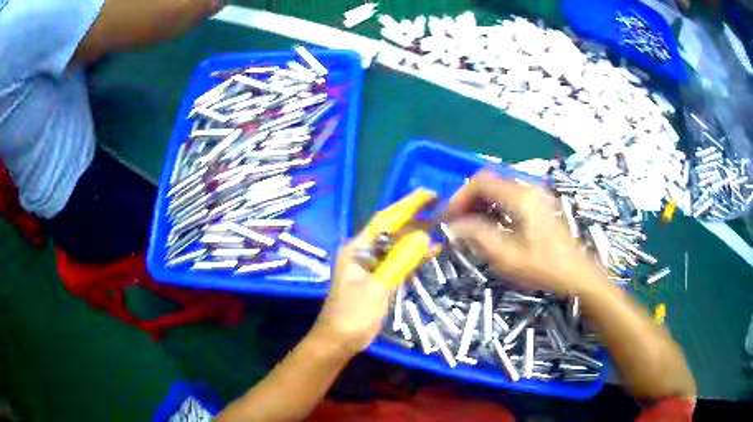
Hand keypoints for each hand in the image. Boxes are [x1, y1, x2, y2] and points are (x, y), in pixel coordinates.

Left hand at [313, 188, 433, 353]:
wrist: (338, 341)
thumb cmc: (353, 314)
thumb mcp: (377, 287)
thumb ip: (400, 261)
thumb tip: (424, 236)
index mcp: (357, 248)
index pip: (385, 220)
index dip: (408, 205)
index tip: (429, 194)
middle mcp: (362, 252)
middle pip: (391, 230)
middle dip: (415, 219)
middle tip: (442, 210)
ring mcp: (369, 266)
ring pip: (396, 245)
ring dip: (417, 238)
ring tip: (441, 228)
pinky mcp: (376, 280)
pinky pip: (397, 262)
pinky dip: (413, 257)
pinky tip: (430, 253)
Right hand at [443, 170, 603, 295]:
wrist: (576, 274)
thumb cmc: (543, 267)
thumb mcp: (507, 257)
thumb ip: (478, 236)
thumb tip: (455, 225)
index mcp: (521, 197)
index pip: (481, 182)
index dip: (460, 196)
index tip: (448, 217)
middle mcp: (528, 188)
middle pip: (490, 181)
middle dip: (468, 199)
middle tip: (456, 222)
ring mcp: (536, 195)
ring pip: (499, 188)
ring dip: (480, 203)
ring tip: (469, 226)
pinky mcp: (539, 204)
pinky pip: (509, 197)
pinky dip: (494, 207)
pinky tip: (490, 226)